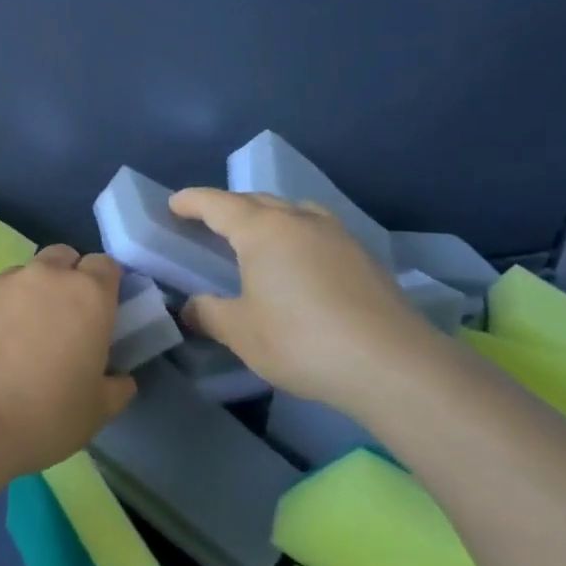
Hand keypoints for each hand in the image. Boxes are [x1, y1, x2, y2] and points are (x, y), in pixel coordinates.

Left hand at [0, 245, 135, 477]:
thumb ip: (115, 388)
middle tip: (62, 320)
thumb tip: (119, 379)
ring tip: (18, 338)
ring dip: (28, 295)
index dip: (104, 284)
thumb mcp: (96, 412)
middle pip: (62, 257)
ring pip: (22, 275)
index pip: (105, 265)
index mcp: (86, 296)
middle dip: (66, 278)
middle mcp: (44, 277)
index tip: (100, 312)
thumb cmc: (43, 416)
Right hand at [168, 188, 446, 421]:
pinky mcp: (364, 256)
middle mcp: (299, 220)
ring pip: (293, 211)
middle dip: (229, 206)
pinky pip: (318, 230)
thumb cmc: (301, 341)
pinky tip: (300, 261)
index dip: (192, 201)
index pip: (217, 204)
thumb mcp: (241, 332)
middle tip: (209, 222)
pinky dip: (297, 234)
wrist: (391, 364)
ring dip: (268, 216)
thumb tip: (191, 308)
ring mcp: (337, 235)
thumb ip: (209, 314)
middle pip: (257, 201)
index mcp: (262, 230)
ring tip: (257, 237)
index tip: (174, 204)